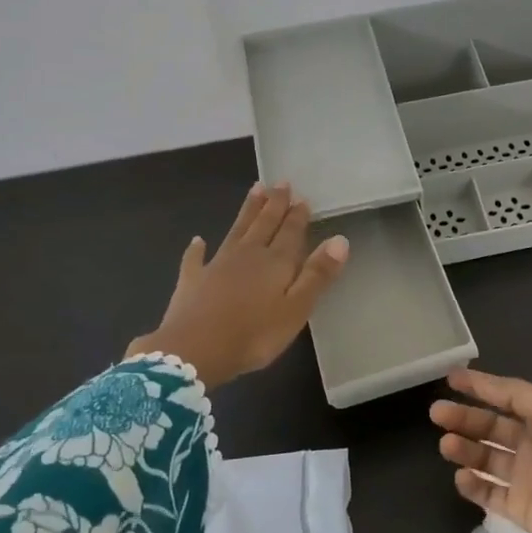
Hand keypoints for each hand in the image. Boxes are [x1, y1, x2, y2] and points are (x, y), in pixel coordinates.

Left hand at [127, 182, 348, 389]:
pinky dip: (197, 249)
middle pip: (264, 224)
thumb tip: (339, 239)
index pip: (290, 233)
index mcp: (275, 263)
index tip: (302, 196)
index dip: (297, 215)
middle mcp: (247, 255)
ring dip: (247, 211)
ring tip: (255, 190)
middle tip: (280, 182)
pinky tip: (197, 240)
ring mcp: (217, 265)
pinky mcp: (192, 280)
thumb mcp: (296, 309)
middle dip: (274, 204)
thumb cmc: (254, 335)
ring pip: (236, 231)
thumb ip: (317, 275)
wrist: (194, 350)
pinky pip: (195, 259)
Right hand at [432, 369, 531, 532]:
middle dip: (464, 418)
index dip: (480, 387)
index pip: (506, 398)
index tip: (450, 378)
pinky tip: (461, 476)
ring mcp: (525, 479)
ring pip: (485, 459)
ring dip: (464, 449)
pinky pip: (488, 494)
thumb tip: (484, 382)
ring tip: (446, 445)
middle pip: (491, 427)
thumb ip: (518, 395)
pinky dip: (472, 485)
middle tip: (436, 412)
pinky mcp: (519, 509)